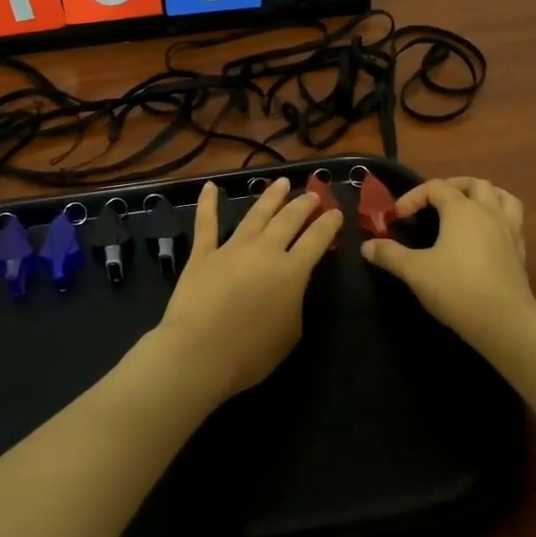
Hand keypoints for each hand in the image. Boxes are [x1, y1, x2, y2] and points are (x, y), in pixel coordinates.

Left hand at [145, 176, 342, 407]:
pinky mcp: (203, 254)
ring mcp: (232, 248)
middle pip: (289, 219)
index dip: (329, 224)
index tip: (336, 212)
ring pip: (255, 214)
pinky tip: (211, 186)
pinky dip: (207, 203)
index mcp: (292, 271)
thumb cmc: (251, 353)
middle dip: (303, 204)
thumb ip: (294, 302)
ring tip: (282, 182)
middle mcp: (265, 251)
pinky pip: (206, 223)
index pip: (317, 239)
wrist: (199, 354)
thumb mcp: (291, 332)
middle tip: (312, 195)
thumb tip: (290, 286)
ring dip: (271, 196)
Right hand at [361, 178, 535, 354]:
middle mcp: (489, 212)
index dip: (413, 197)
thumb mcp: (415, 271)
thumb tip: (367, 246)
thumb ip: (390, 255)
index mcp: (462, 210)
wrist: (504, 322)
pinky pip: (513, 221)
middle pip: (474, 184)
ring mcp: (509, 231)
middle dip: (452, 187)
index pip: (436, 187)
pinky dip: (499, 218)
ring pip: (503, 197)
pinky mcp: (520, 252)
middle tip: (434, 203)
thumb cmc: (456, 288)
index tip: (397, 217)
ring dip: (484, 196)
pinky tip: (486, 236)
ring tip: (468, 207)